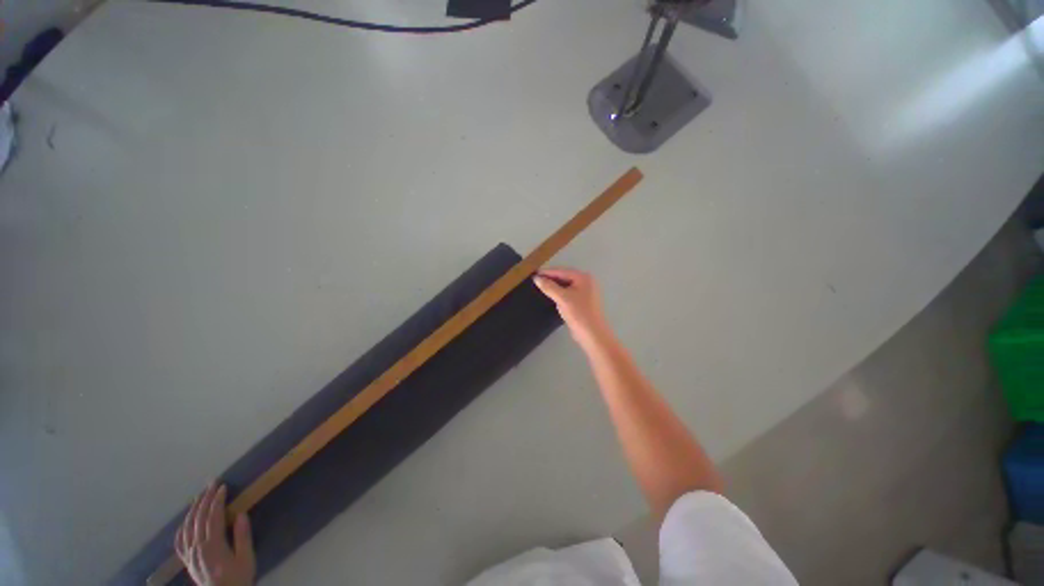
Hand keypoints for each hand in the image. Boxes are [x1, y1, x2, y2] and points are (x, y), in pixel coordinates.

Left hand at [175, 484, 255, 585]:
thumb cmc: (238, 577)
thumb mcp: (246, 558)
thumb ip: (242, 537)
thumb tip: (240, 514)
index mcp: (212, 546)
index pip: (213, 517)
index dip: (217, 501)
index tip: (223, 487)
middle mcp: (197, 548)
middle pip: (198, 519)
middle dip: (205, 499)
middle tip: (212, 484)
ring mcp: (190, 555)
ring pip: (187, 527)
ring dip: (193, 509)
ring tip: (200, 496)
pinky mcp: (187, 561)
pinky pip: (180, 541)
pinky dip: (183, 527)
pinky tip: (186, 521)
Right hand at [533, 267, 611, 347]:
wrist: (592, 334)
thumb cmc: (579, 313)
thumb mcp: (562, 298)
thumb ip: (549, 287)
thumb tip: (536, 278)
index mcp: (583, 277)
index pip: (562, 271)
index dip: (547, 272)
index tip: (534, 274)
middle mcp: (586, 282)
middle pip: (565, 277)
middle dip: (551, 279)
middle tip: (536, 280)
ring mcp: (586, 292)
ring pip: (566, 286)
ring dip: (554, 286)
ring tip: (541, 287)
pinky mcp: (583, 302)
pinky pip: (568, 294)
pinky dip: (559, 293)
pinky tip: (551, 296)